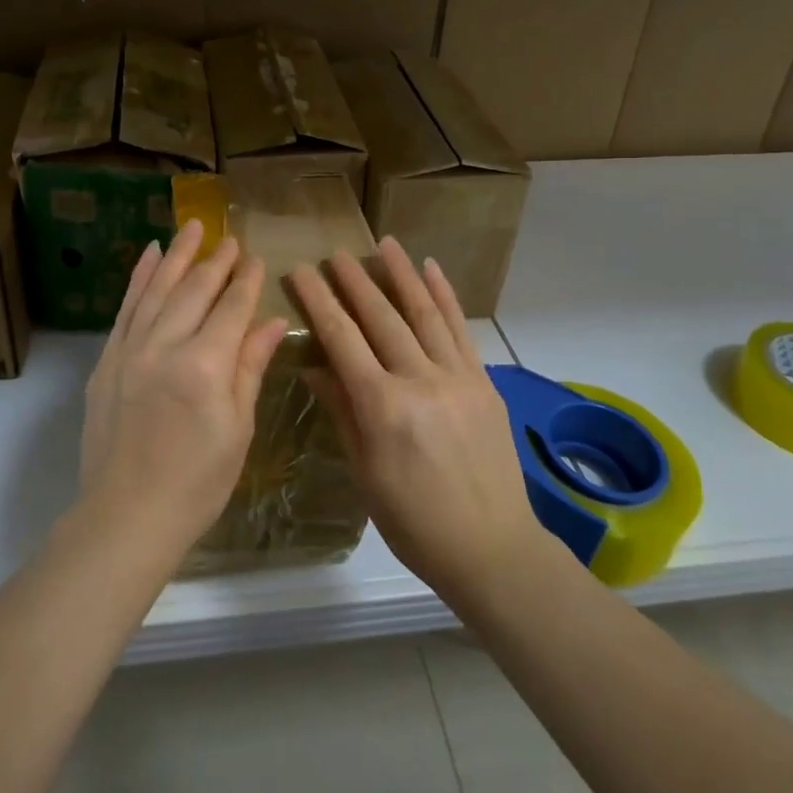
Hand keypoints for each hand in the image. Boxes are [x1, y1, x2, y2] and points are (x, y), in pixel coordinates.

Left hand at [80, 219, 289, 557]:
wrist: (127, 515)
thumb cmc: (197, 482)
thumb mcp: (237, 428)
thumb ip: (250, 367)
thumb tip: (271, 321)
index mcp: (204, 365)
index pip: (231, 308)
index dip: (245, 281)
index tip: (254, 257)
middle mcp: (165, 346)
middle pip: (194, 291)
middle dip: (215, 261)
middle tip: (229, 237)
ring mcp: (130, 350)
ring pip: (157, 289)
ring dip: (177, 256)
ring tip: (192, 227)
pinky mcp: (107, 360)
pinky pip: (125, 308)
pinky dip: (139, 279)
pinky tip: (149, 256)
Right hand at [289, 238, 538, 607]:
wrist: (491, 548)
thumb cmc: (414, 522)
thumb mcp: (365, 472)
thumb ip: (343, 412)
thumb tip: (315, 368)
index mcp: (383, 408)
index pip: (342, 340)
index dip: (319, 302)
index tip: (301, 272)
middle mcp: (420, 382)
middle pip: (381, 318)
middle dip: (354, 282)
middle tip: (335, 254)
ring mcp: (457, 378)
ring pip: (424, 313)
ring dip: (402, 275)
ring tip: (384, 244)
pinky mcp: (483, 382)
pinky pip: (460, 330)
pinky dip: (445, 296)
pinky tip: (431, 269)